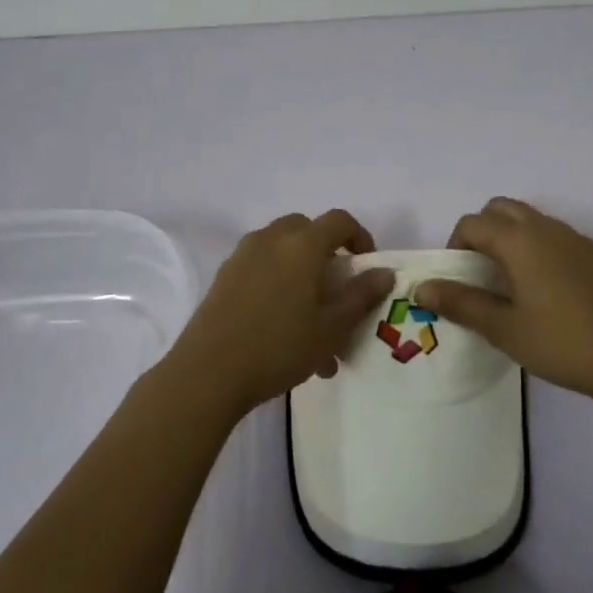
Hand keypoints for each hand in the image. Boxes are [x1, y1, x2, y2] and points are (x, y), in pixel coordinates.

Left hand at [165, 210, 394, 417]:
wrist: (208, 372)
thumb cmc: (279, 346)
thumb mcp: (331, 327)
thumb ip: (361, 296)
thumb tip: (384, 272)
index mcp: (302, 244)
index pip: (339, 220)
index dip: (360, 237)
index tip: (367, 266)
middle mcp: (271, 238)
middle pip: (306, 230)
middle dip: (326, 252)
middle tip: (336, 288)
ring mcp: (243, 255)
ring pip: (282, 250)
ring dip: (301, 271)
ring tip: (310, 323)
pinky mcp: (224, 276)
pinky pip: (261, 267)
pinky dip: (277, 283)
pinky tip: (281, 329)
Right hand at [418, 198, 592, 404]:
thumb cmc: (560, 342)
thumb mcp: (503, 328)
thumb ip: (460, 303)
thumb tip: (421, 288)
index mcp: (519, 240)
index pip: (472, 223)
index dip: (456, 244)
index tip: (459, 278)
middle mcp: (546, 228)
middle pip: (501, 208)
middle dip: (483, 230)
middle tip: (482, 270)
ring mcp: (576, 238)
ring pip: (532, 219)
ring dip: (513, 237)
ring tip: (514, 282)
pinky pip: (559, 237)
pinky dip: (542, 249)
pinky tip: (552, 291)